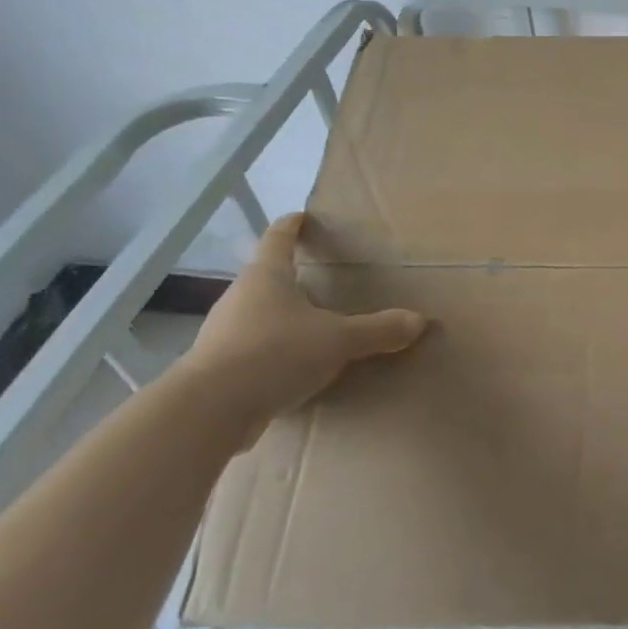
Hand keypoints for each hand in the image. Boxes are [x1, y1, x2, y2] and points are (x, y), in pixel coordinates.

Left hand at [182, 212, 425, 429]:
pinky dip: (273, 353)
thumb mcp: (338, 340)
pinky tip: (294, 370)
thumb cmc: (274, 353)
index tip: (302, 217)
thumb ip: (378, 330)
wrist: (208, 412)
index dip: (292, 226)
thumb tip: (419, 320)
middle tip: (321, 279)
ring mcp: (223, 334)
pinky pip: (253, 351)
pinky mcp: (218, 369)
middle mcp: (240, 298)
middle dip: (291, 278)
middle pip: (266, 278)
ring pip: (258, 316)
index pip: (278, 238)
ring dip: (283, 319)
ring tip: (313, 328)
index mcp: (266, 277)